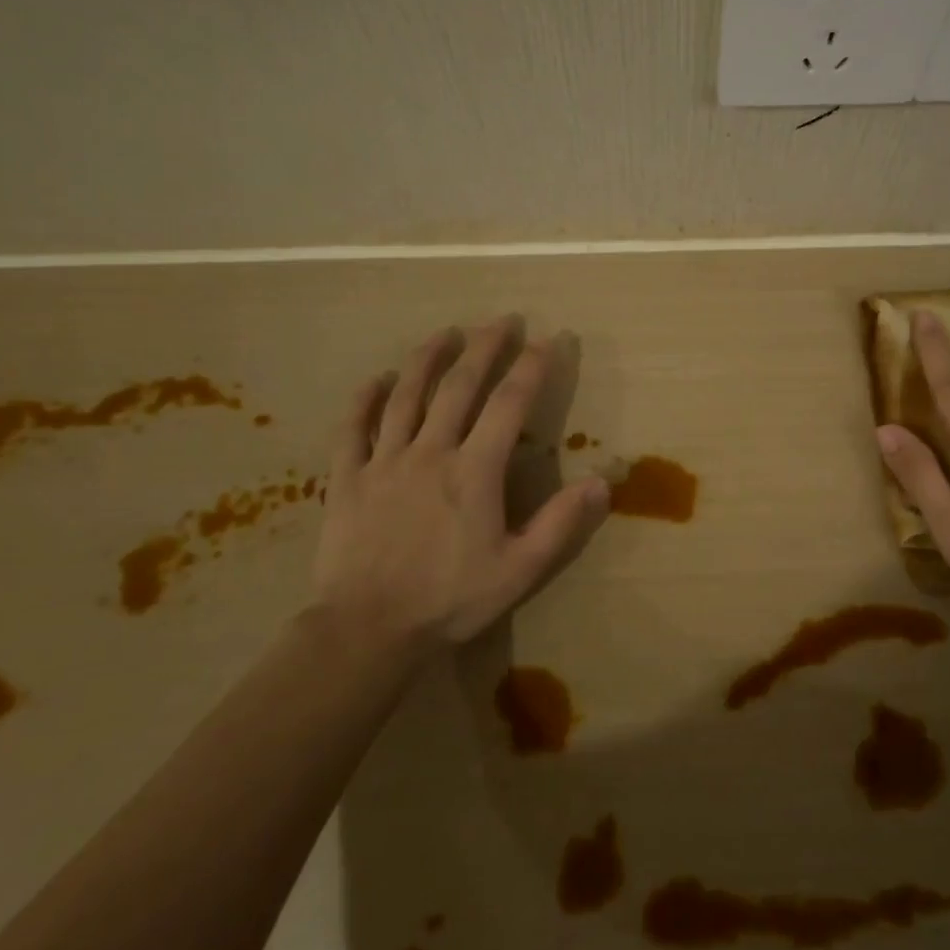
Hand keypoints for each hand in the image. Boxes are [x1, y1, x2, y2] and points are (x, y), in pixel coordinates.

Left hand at [314, 317, 609, 655]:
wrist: (368, 630)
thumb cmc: (450, 600)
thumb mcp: (520, 569)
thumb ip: (561, 523)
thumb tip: (603, 482)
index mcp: (474, 471)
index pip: (509, 404)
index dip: (532, 368)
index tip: (549, 340)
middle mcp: (430, 452)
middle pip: (458, 385)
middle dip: (484, 347)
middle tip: (502, 319)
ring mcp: (383, 461)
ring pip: (405, 395)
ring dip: (427, 358)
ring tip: (444, 332)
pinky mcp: (347, 478)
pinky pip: (352, 428)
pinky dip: (363, 399)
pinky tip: (375, 379)